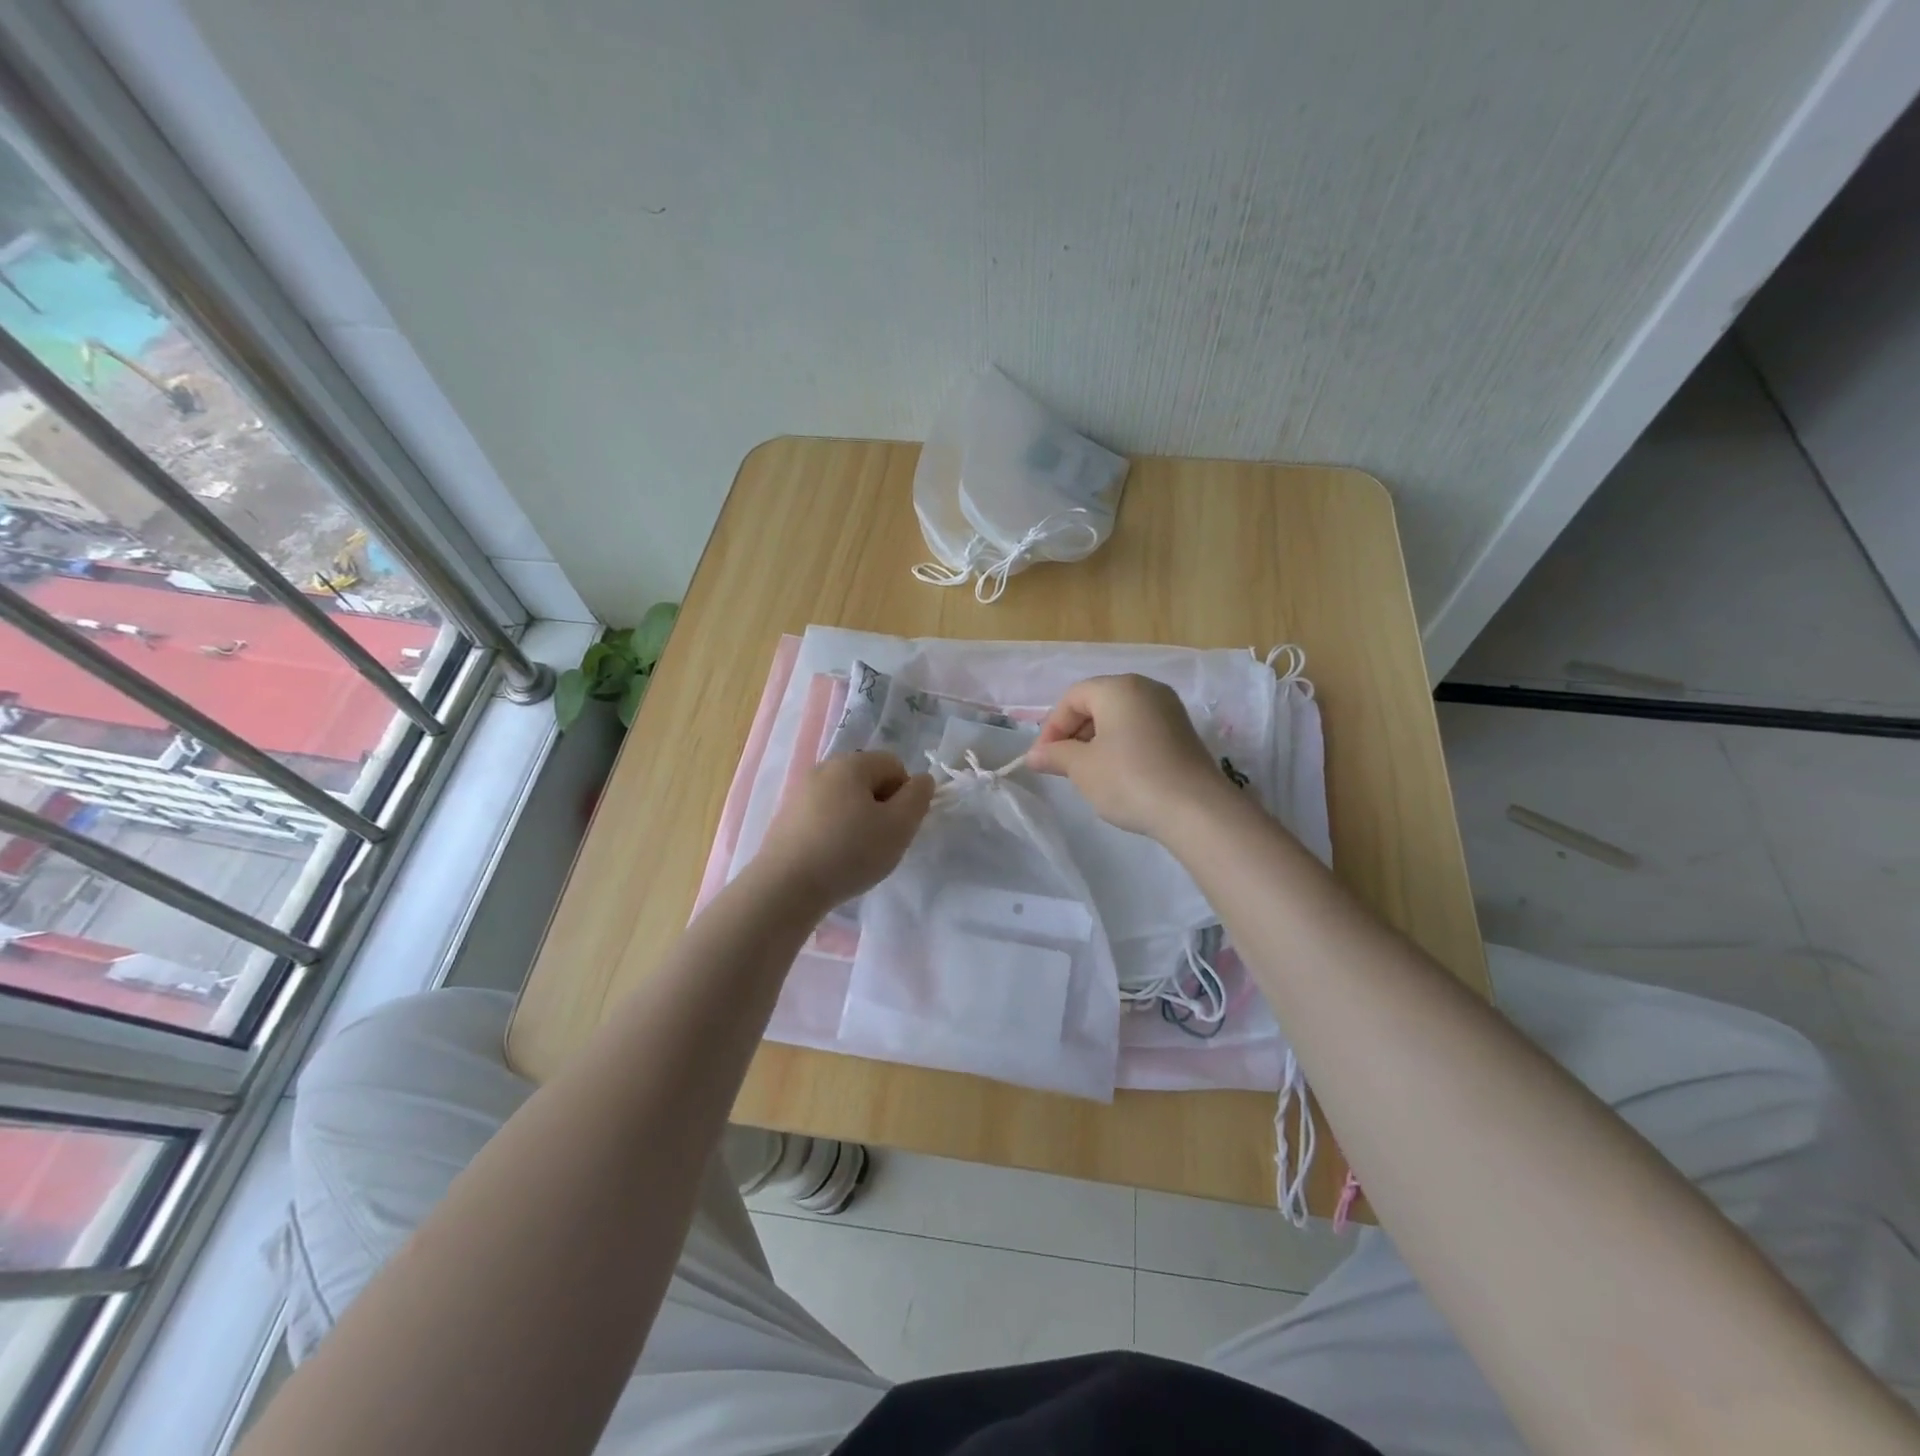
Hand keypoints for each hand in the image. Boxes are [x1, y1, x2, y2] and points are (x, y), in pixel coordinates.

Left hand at [755, 751, 934, 909]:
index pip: (894, 764)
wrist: (785, 887)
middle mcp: (823, 768)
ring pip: (844, 799)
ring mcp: (800, 792)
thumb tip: (922, 780)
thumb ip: (918, 798)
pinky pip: (822, 815)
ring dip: (857, 820)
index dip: (905, 794)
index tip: (899, 826)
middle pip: (867, 779)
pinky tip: (831, 858)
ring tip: (854, 854)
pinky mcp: (785, 817)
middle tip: (880, 841)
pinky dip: (833, 831)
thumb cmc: (849, 852)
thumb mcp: (899, 827)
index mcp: (851, 763)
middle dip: (881, 806)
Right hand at [1026, 674, 1229, 837]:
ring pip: (1120, 717)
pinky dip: (1121, 745)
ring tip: (1087, 773)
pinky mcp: (1183, 732)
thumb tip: (1034, 755)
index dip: (1052, 727)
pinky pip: (1140, 729)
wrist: (1196, 810)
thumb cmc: (1129, 780)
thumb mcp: (1083, 768)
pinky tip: (1118, 774)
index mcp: (1119, 688)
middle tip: (1061, 765)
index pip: (1072, 698)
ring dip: (1096, 740)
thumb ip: (1055, 755)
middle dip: (1074, 733)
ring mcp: (1169, 709)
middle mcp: (1146, 689)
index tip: (1042, 759)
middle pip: (1097, 703)